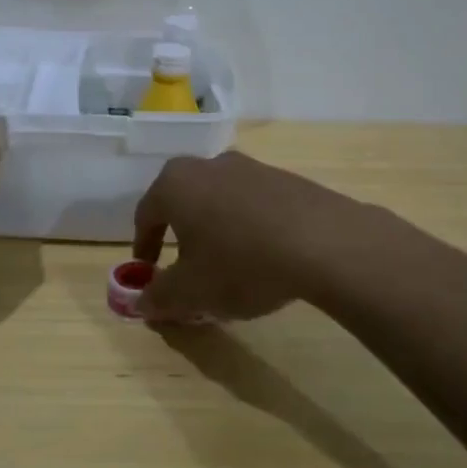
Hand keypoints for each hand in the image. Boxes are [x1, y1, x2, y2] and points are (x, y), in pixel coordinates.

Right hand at [132, 151, 365, 322]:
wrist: (325, 242)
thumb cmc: (241, 263)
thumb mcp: (192, 292)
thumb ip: (160, 296)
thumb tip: (142, 302)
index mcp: (175, 184)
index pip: (146, 215)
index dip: (144, 247)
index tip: (147, 273)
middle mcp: (208, 166)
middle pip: (183, 202)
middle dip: (180, 236)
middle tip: (185, 269)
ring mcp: (250, 167)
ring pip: (219, 201)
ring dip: (216, 230)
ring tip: (228, 266)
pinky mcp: (285, 178)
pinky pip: (253, 203)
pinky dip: (248, 227)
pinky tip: (264, 257)